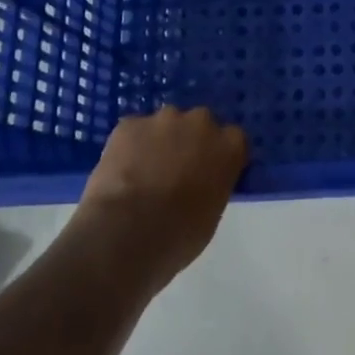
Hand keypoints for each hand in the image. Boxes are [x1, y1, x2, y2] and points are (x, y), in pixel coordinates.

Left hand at [70, 106, 246, 296]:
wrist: (127, 233)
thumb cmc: (179, 235)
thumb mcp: (212, 214)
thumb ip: (212, 186)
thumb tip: (199, 185)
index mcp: (230, 146)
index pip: (233, 140)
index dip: (218, 155)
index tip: (208, 173)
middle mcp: (202, 122)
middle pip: (200, 124)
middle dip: (189, 141)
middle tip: (174, 171)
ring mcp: (164, 119)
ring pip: (165, 124)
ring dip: (159, 141)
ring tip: (142, 172)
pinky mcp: (129, 124)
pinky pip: (133, 131)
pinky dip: (129, 146)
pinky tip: (120, 172)